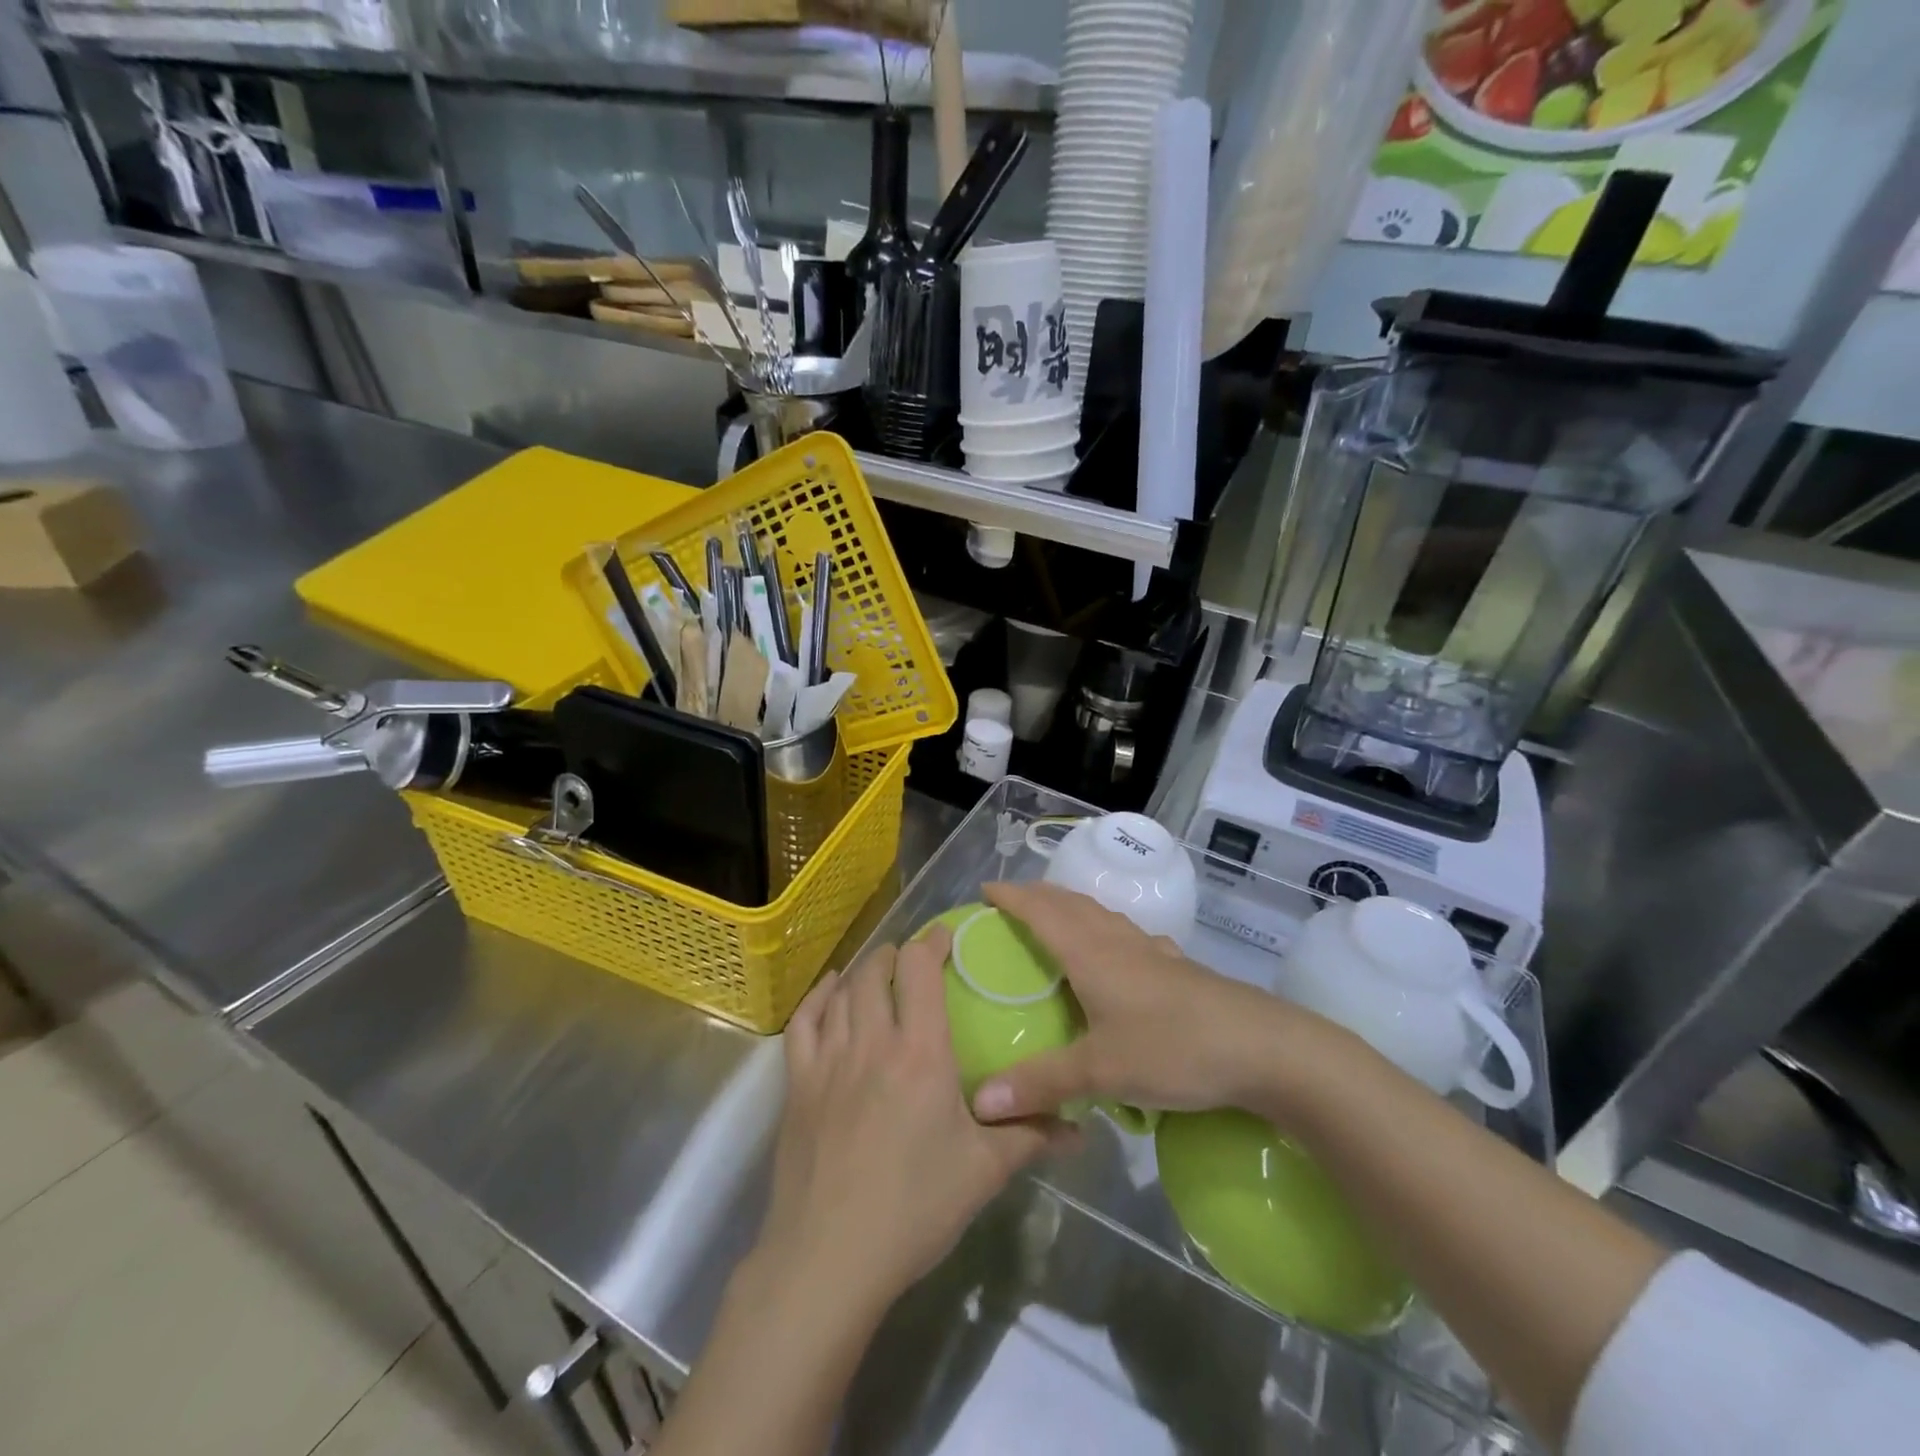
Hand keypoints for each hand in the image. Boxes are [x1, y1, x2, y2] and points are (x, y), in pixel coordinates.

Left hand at [756, 925, 1071, 1317]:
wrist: (828, 1258)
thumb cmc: (914, 1208)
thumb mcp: (983, 1172)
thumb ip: (1031, 1138)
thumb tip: (1082, 1128)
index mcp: (919, 1052)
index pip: (920, 971)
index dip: (932, 943)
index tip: (946, 936)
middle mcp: (871, 1041)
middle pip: (877, 973)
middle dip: (896, 955)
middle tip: (913, 959)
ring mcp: (828, 1061)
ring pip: (843, 992)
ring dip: (862, 971)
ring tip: (878, 969)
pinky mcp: (797, 1085)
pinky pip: (803, 1023)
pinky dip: (818, 998)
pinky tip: (829, 993)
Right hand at [971, 881, 1331, 1124]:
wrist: (1264, 1049)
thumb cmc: (1175, 1048)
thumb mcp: (1102, 1071)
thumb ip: (1041, 1084)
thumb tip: (980, 1104)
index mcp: (1092, 954)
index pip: (1041, 911)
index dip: (1012, 897)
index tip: (984, 890)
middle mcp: (1120, 943)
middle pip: (1072, 904)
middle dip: (1038, 896)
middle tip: (1011, 901)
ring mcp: (1153, 953)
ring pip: (1103, 916)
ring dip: (1073, 908)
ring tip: (1056, 918)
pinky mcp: (1178, 969)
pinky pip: (1131, 937)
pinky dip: (1109, 931)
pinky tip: (1121, 952)